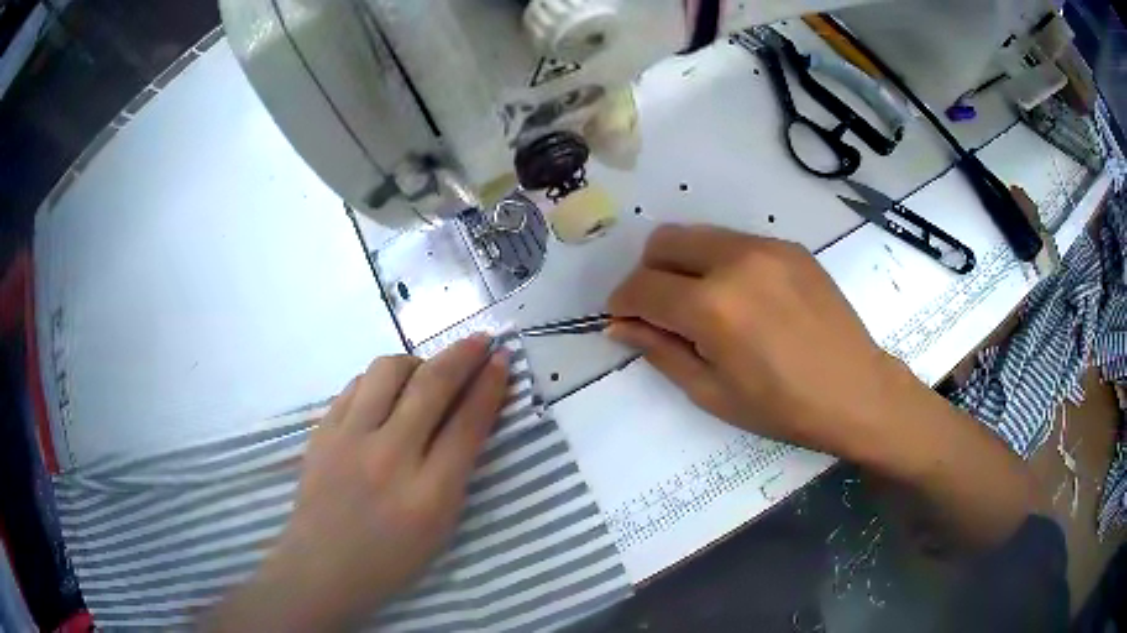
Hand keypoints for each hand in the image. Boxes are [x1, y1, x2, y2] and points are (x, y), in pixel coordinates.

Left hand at [207, 335, 509, 631]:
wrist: (322, 567)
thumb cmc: (390, 560)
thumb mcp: (440, 528)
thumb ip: (456, 472)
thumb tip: (469, 415)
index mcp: (429, 495)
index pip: (467, 424)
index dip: (490, 385)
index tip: (502, 359)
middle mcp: (389, 458)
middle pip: (431, 386)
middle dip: (462, 355)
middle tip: (478, 340)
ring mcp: (348, 440)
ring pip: (387, 371)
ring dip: (415, 363)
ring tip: (424, 375)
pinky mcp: (322, 432)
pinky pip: (355, 385)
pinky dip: (379, 381)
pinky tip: (385, 394)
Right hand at [608, 224, 1038, 548]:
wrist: (857, 391)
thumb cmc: (783, 407)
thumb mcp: (712, 392)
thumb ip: (661, 351)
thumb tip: (620, 326)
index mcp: (712, 307)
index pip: (642, 287)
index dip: (622, 303)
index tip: (622, 320)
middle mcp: (734, 261)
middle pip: (663, 242)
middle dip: (648, 274)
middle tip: (660, 310)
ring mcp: (766, 247)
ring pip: (698, 235)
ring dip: (683, 264)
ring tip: (702, 303)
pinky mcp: (788, 246)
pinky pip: (735, 242)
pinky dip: (720, 262)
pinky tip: (742, 298)